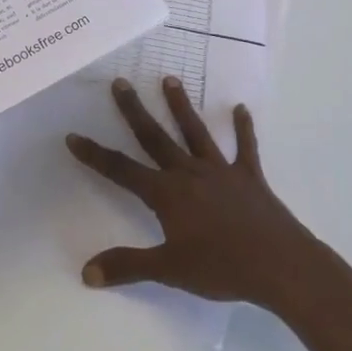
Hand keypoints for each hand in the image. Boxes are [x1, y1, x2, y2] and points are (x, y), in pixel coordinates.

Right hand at [65, 76, 318, 309]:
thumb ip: (127, 266)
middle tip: (120, 82)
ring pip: (195, 132)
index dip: (96, 155)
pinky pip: (245, 148)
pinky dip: (243, 129)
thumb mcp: (169, 270)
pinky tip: (241, 108)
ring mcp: (220, 171)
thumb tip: (86, 271)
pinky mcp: (249, 176)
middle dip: (135, 110)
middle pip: (156, 137)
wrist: (278, 265)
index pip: (122, 170)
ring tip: (169, 79)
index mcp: (167, 193)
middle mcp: (189, 173)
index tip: (73, 136)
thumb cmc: (220, 268)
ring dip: (181, 106)